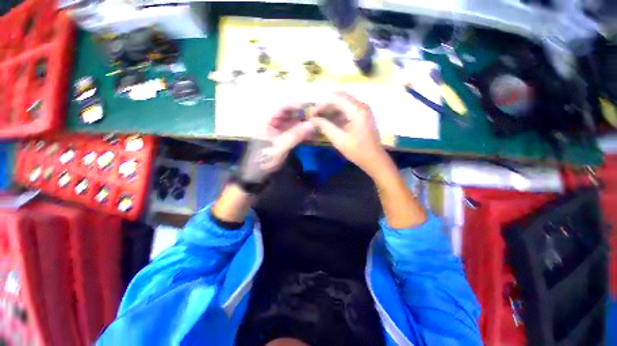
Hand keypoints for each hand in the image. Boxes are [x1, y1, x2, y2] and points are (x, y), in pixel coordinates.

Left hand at [239, 105, 314, 181]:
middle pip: (289, 115)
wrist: (257, 173)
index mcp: (267, 121)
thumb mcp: (280, 146)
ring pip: (293, 124)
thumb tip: (311, 124)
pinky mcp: (283, 139)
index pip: (282, 108)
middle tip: (316, 117)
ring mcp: (278, 131)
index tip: (310, 108)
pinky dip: (302, 134)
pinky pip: (294, 133)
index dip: (296, 106)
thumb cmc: (265, 158)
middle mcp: (273, 123)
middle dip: (302, 116)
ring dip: (303, 125)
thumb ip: (295, 135)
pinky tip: (311, 135)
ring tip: (316, 126)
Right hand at [309, 93, 387, 176]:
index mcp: (357, 110)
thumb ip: (325, 127)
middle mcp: (361, 105)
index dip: (321, 104)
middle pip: (339, 97)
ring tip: (319, 117)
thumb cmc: (357, 151)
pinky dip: (337, 112)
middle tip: (314, 114)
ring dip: (330, 108)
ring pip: (343, 102)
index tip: (311, 113)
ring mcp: (363, 109)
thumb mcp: (339, 140)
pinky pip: (347, 108)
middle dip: (325, 104)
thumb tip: (312, 119)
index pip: (335, 98)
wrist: (374, 159)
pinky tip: (329, 120)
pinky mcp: (362, 114)